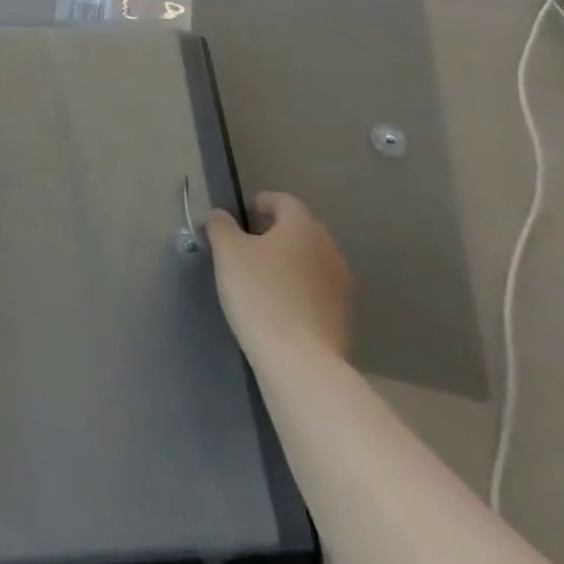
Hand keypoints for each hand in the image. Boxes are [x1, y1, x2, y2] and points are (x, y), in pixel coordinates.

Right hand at [205, 192, 351, 361]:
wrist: (300, 362)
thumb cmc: (260, 294)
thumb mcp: (227, 252)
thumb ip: (221, 226)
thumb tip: (220, 215)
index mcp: (303, 227)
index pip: (284, 201)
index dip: (262, 202)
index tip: (241, 216)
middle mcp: (329, 250)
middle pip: (300, 230)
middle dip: (275, 233)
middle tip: (247, 246)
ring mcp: (341, 286)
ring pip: (310, 261)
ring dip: (288, 263)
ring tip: (260, 278)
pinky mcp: (343, 318)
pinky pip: (316, 291)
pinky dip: (298, 290)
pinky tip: (278, 307)